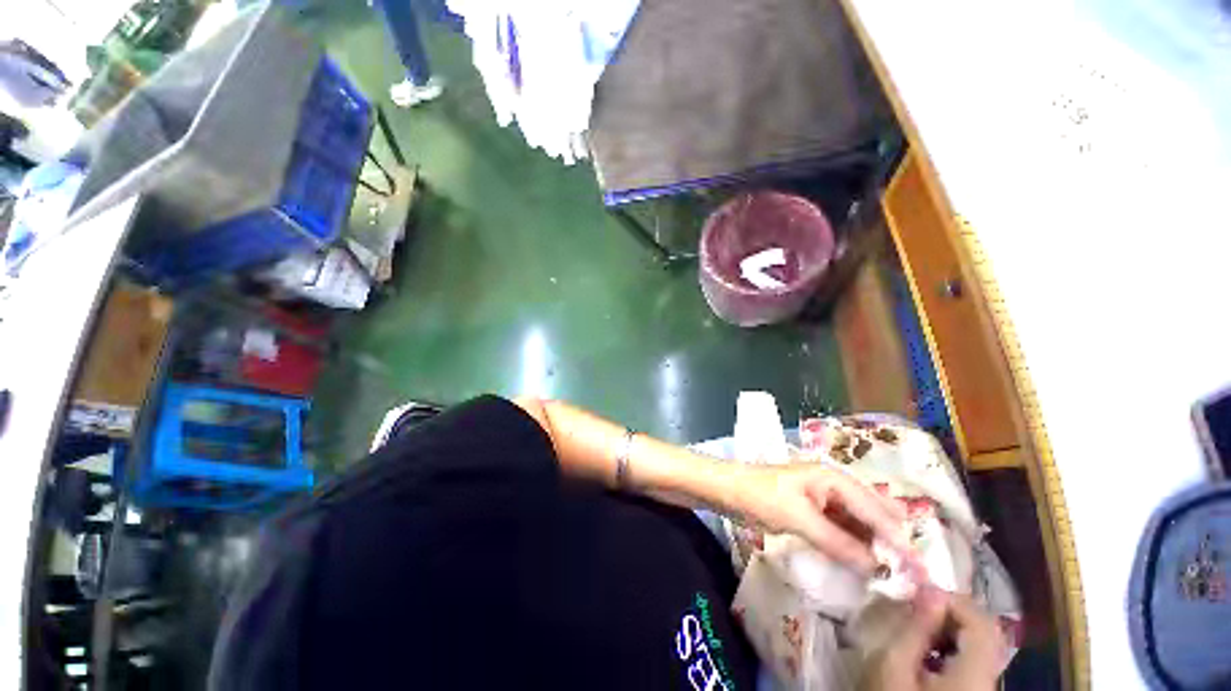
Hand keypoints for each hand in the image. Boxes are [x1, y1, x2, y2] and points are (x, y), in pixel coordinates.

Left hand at [733, 463, 909, 573]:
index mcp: (834, 479)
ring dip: (872, 543)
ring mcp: (823, 497)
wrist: (727, 489)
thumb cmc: (761, 496)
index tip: (918, 570)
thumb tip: (876, 569)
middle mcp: (834, 485)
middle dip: (890, 539)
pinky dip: (852, 543)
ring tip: (887, 573)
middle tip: (906, 573)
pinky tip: (859, 562)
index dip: (898, 540)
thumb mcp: (800, 519)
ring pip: (858, 521)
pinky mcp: (813, 509)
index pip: (877, 510)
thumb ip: (838, 542)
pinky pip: (841, 527)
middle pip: (874, 512)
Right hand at [861, 589, 1002, 690]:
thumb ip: (915, 628)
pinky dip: (952, 649)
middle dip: (951, 615)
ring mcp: (985, 689)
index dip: (954, 601)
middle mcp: (989, 682)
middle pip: (986, 635)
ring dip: (951, 631)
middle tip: (917, 610)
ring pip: (981, 647)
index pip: (982, 623)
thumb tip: (929, 591)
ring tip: (919, 631)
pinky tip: (928, 654)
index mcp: (974, 676)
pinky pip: (974, 663)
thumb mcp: (895, 666)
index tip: (920, 594)